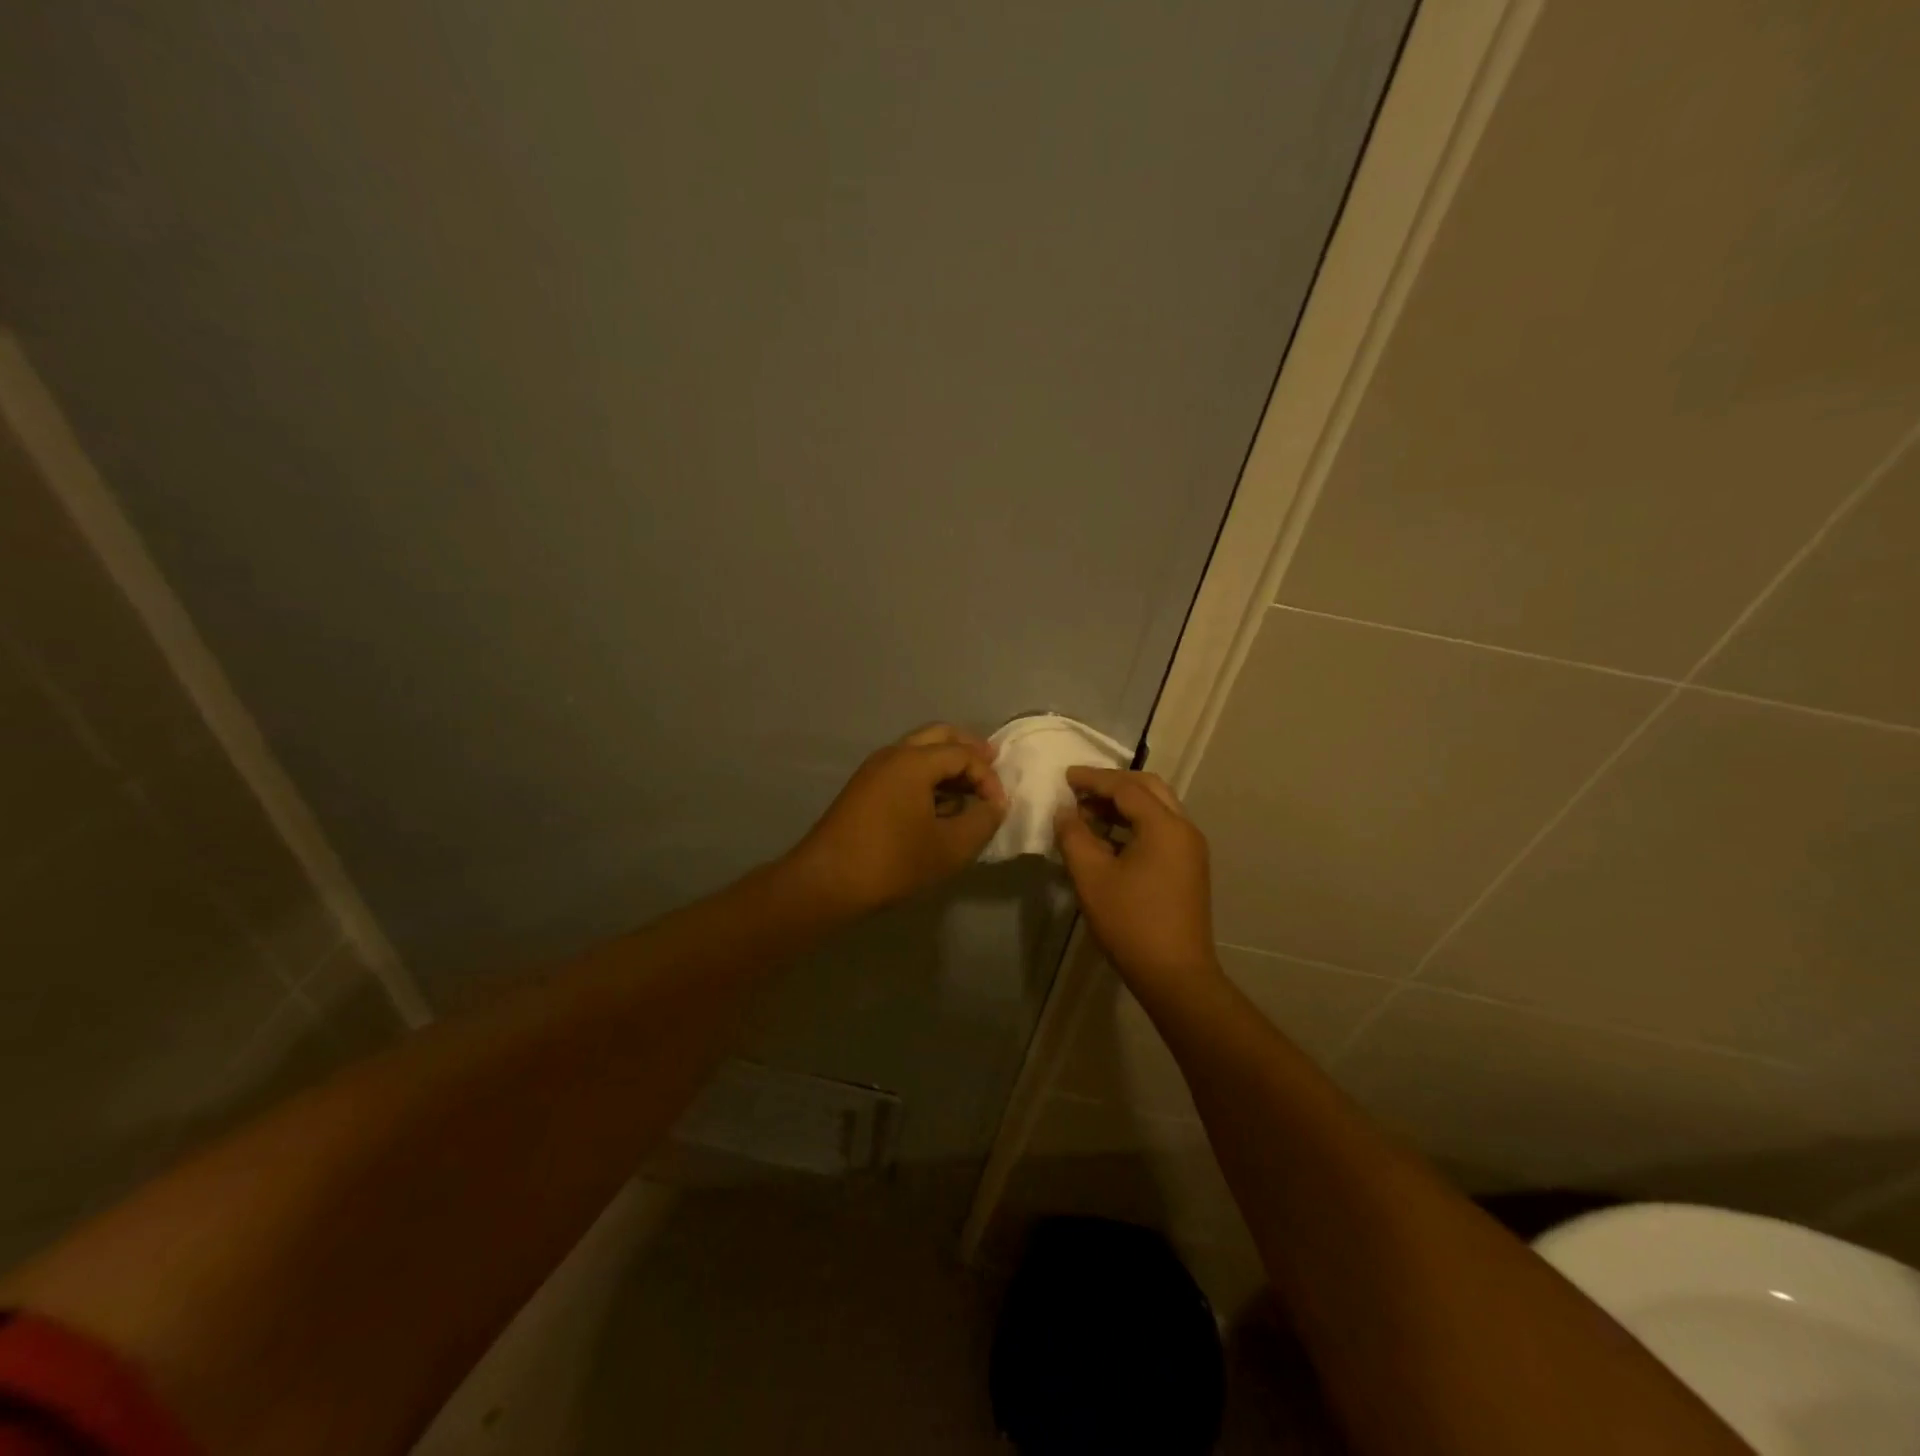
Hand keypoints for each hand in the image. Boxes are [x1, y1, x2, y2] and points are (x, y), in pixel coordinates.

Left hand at [784, 724, 1007, 917]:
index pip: (964, 754)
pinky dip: (926, 778)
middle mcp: (892, 755)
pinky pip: (903, 770)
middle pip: (939, 737)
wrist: (826, 882)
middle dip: (968, 749)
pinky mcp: (863, 790)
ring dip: (946, 765)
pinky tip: (938, 808)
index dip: (989, 777)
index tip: (998, 808)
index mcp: (914, 761)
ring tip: (967, 793)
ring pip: (918, 753)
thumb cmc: (892, 861)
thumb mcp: (950, 847)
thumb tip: (994, 805)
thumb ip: (982, 821)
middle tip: (992, 764)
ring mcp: (873, 770)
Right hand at [1054, 766, 1218, 992]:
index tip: (1065, 776)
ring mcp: (1190, 849)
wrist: (1175, 975)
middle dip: (1112, 785)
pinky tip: (1106, 839)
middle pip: (1148, 789)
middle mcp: (1184, 829)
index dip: (1093, 779)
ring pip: (1156, 809)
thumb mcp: (1091, 877)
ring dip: (1123, 805)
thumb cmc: (1131, 923)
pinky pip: (1160, 829)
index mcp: (1164, 826)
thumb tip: (1064, 812)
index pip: (1126, 787)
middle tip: (1079, 790)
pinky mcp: (1188, 868)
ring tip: (1087, 813)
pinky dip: (1133, 824)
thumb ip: (1074, 836)